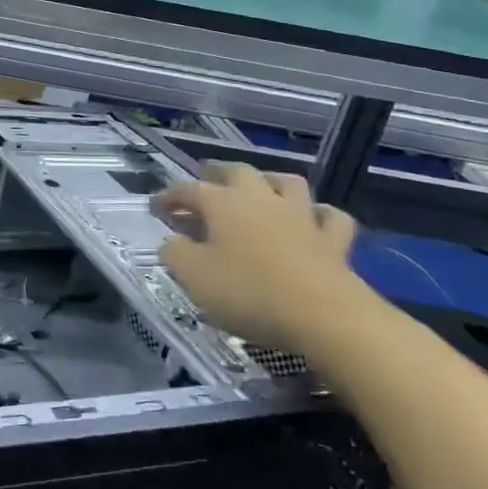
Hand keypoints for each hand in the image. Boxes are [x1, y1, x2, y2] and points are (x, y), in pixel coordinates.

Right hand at [150, 162, 361, 352]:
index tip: (155, 207)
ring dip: (270, 181)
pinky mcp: (333, 241)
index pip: (188, 189)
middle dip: (217, 173)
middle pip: (238, 172)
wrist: (324, 316)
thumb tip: (173, 241)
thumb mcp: (193, 276)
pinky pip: (329, 216)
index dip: (169, 196)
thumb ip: (175, 253)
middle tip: (205, 181)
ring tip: (259, 189)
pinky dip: (318, 214)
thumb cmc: (248, 292)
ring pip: (287, 183)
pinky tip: (312, 219)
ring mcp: (301, 216)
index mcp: (223, 204)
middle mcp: (261, 199)